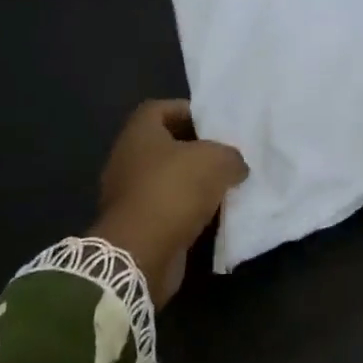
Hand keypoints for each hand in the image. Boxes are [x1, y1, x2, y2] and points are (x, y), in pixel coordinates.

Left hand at [92, 100, 247, 306]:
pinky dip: (188, 210)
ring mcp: (128, 194)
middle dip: (196, 149)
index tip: (215, 124)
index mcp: (139, 133)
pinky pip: (167, 208)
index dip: (189, 111)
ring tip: (225, 185)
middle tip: (226, 155)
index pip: (162, 108)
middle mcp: (127, 159)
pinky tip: (214, 214)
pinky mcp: (136, 225)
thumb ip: (231, 156)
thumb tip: (235, 166)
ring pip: (168, 179)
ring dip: (194, 182)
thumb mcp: (216, 161)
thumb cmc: (174, 191)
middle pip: (166, 145)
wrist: (140, 253)